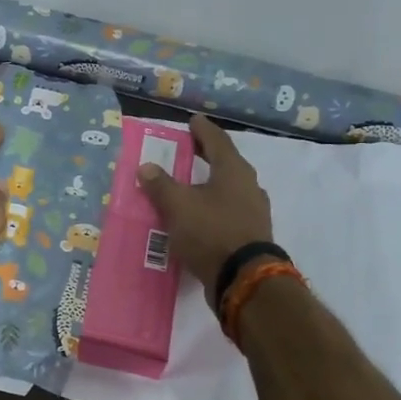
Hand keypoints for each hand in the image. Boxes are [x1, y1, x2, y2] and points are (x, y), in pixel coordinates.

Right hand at [138, 115, 274, 302]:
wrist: (244, 278)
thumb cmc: (210, 232)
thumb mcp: (177, 206)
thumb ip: (161, 185)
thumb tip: (146, 167)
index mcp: (233, 170)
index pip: (217, 140)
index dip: (202, 130)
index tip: (192, 121)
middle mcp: (249, 186)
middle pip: (226, 163)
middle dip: (206, 156)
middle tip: (189, 150)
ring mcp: (254, 211)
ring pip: (229, 189)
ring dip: (210, 184)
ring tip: (191, 185)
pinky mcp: (251, 234)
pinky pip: (229, 211)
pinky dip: (214, 207)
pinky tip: (201, 216)